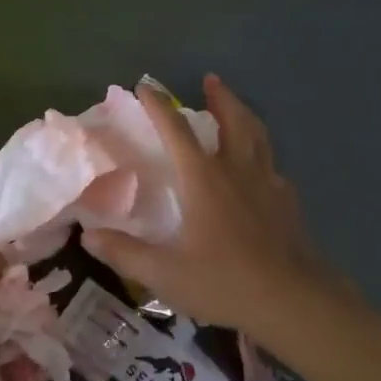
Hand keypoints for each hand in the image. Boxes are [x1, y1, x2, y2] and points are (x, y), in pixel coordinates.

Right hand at [81, 76, 353, 347]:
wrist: (293, 300)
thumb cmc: (224, 282)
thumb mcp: (164, 274)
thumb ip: (124, 253)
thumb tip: (88, 235)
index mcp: (204, 180)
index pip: (177, 132)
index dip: (158, 107)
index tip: (145, 86)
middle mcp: (237, 171)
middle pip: (231, 121)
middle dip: (219, 97)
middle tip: (211, 80)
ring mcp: (267, 183)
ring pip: (257, 136)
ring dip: (244, 115)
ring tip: (236, 106)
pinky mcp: (287, 201)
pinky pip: (272, 165)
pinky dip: (261, 153)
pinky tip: (260, 168)